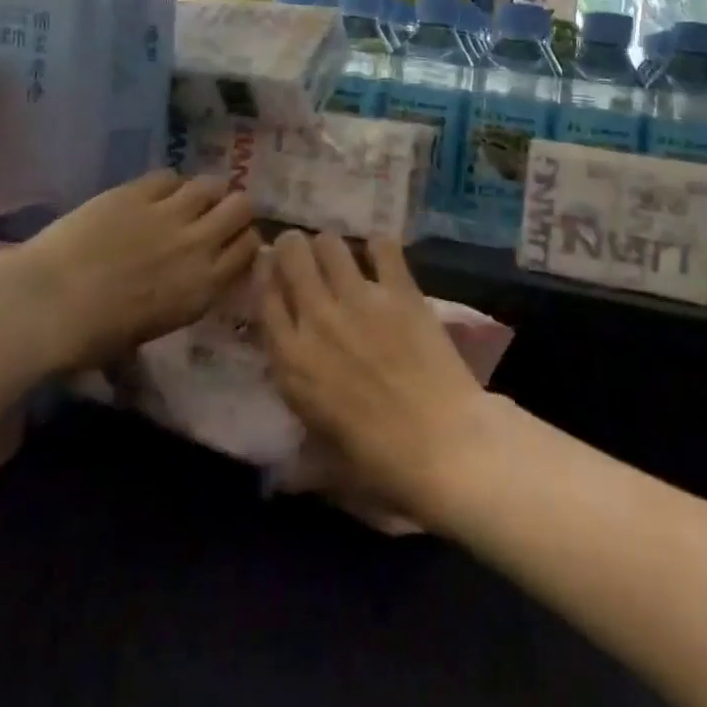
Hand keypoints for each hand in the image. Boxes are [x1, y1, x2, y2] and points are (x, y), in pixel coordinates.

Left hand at [0, 171, 257, 371]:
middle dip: (234, 209)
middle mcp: (198, 244)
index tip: (231, 243)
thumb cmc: (92, 338)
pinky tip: (154, 194)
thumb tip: (190, 278)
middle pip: (242, 207)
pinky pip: (169, 176)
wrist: (46, 305)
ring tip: (188, 199)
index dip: (244, 241)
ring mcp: (169, 213)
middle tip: (216, 215)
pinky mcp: (138, 191)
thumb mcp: (155, 327)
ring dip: (206, 191)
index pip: (250, 248)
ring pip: (212, 184)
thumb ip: (185, 295)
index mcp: (204, 286)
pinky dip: (168, 184)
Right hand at [257, 232, 497, 523]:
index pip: (263, 296)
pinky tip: (382, 257)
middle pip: (291, 255)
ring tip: (341, 255)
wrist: (443, 445)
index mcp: (292, 360)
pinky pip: (383, 247)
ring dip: (331, 246)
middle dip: (293, 247)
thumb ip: (299, 446)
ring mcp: (360, 299)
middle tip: (303, 252)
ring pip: (331, 243)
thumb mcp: (324, 458)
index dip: (264, 274)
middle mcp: (317, 319)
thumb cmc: (380, 462)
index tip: (270, 267)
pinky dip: (380, 247)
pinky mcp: (400, 291)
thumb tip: (283, 460)